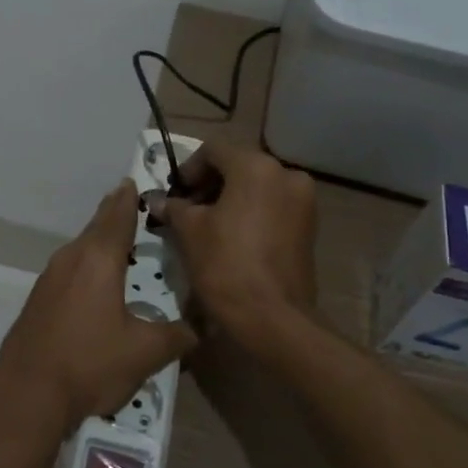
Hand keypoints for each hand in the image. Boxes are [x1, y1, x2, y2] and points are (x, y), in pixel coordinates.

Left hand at [0, 181, 196, 439]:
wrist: (27, 393)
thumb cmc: (90, 363)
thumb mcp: (145, 352)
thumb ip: (178, 335)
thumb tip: (203, 328)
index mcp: (98, 259)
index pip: (117, 216)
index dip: (129, 199)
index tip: (134, 181)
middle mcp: (71, 259)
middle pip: (96, 227)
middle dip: (114, 214)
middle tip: (131, 202)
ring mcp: (49, 278)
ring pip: (80, 247)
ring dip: (99, 240)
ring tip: (120, 241)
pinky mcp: (38, 299)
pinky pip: (69, 268)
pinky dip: (86, 263)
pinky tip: (96, 281)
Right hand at [147, 142, 318, 355]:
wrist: (273, 317)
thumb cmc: (225, 265)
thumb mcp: (189, 232)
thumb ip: (174, 208)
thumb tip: (159, 201)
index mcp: (256, 167)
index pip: (213, 150)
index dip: (188, 169)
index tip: (175, 194)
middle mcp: (286, 175)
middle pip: (238, 166)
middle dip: (209, 185)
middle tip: (186, 210)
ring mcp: (303, 201)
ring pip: (256, 187)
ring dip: (229, 199)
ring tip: (206, 227)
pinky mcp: (308, 226)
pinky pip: (272, 207)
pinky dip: (250, 214)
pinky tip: (230, 238)